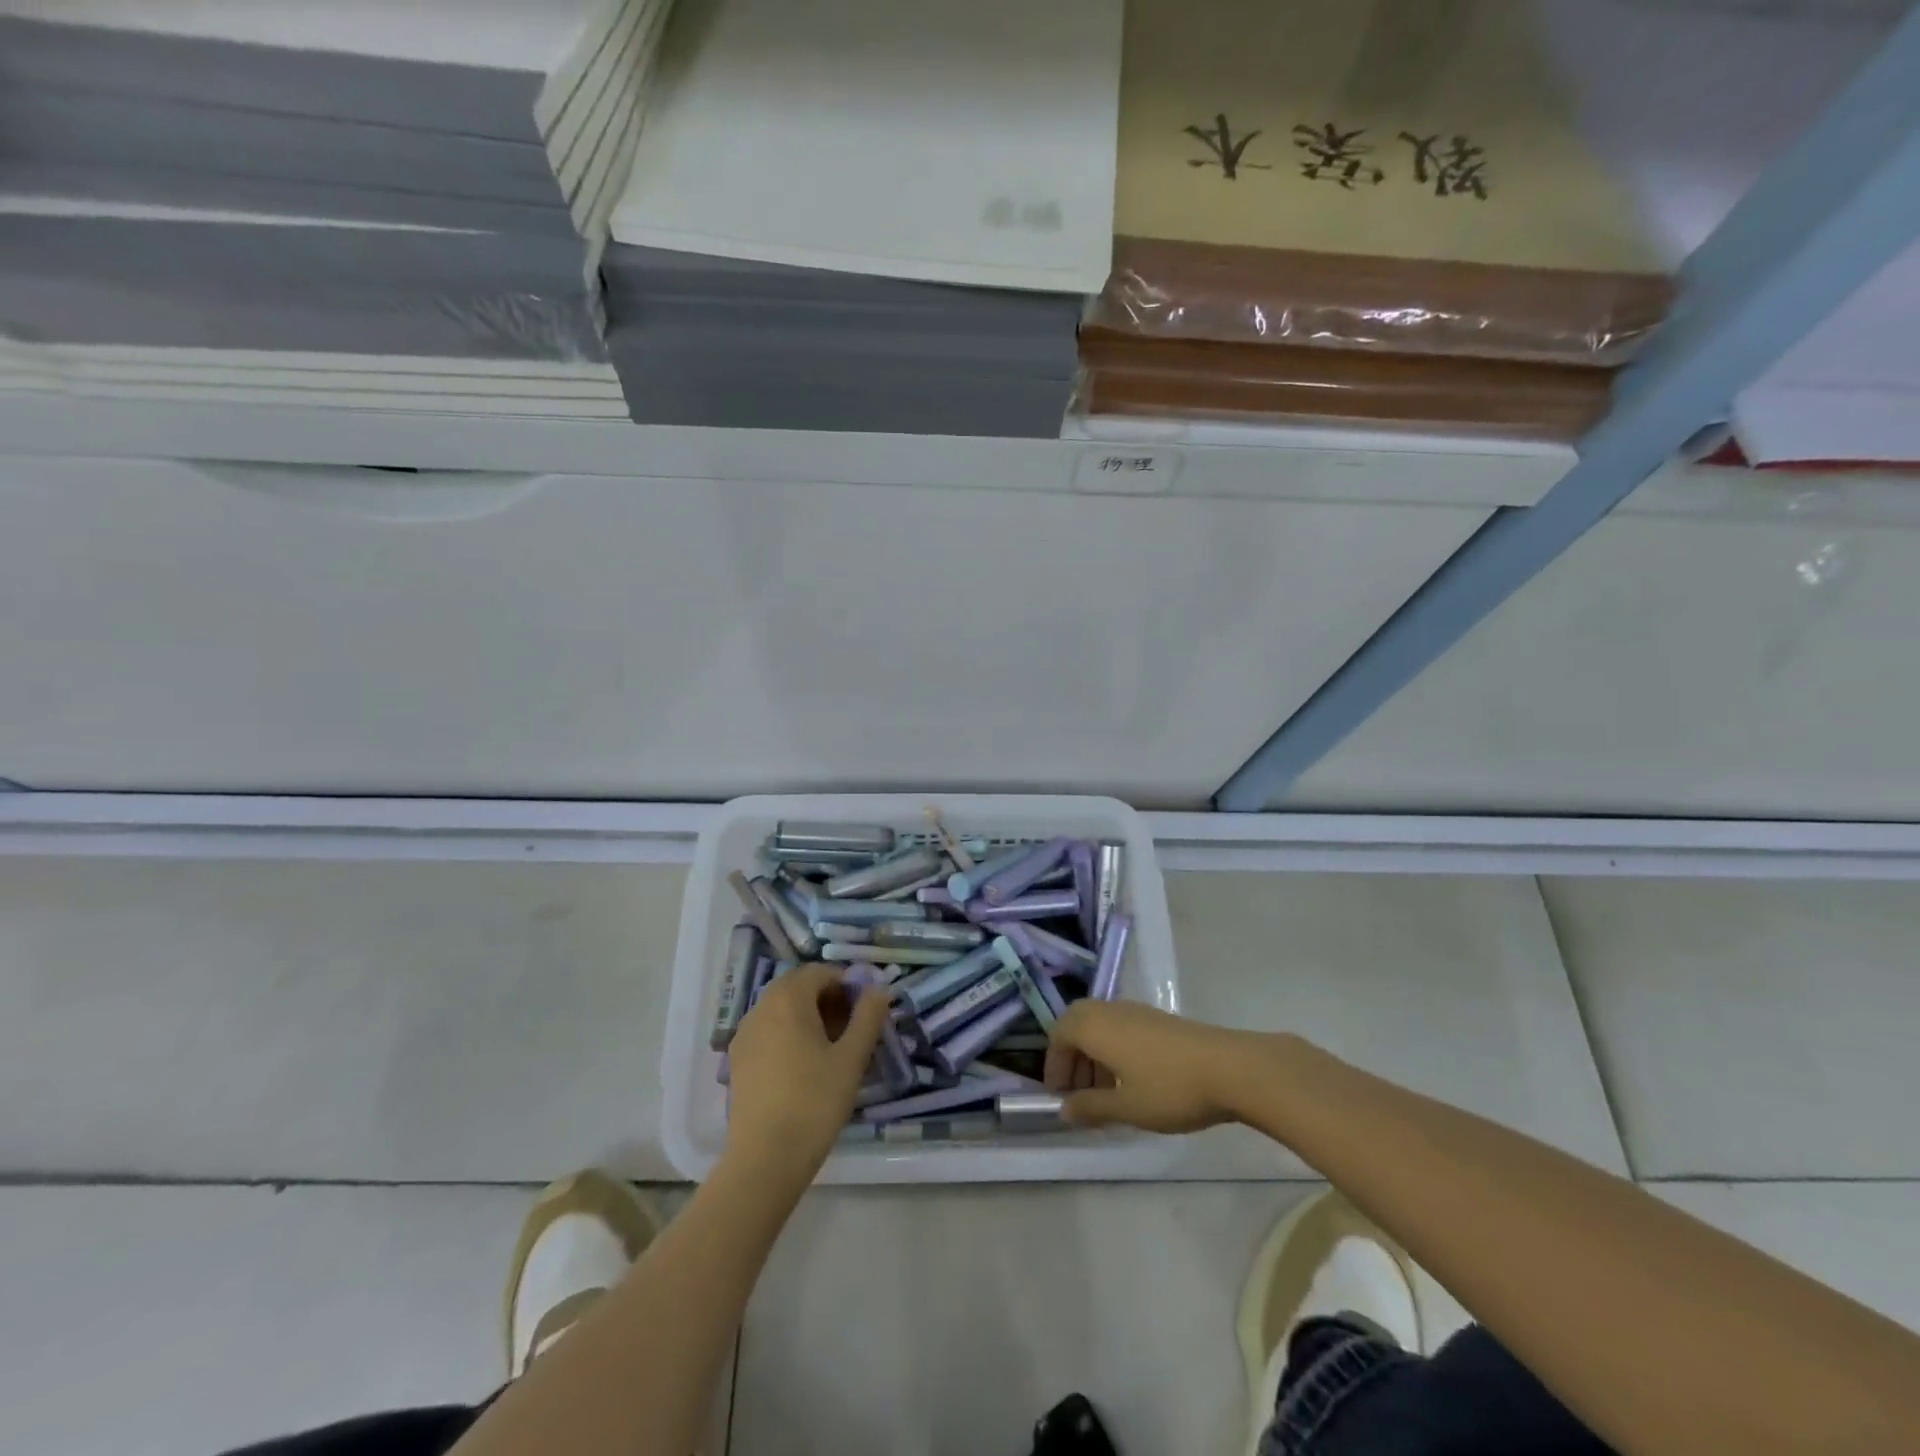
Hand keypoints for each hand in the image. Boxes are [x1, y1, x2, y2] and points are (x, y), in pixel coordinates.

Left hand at [724, 963, 889, 1178]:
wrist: (765, 1159)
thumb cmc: (815, 1101)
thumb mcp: (852, 1058)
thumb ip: (868, 1017)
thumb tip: (880, 988)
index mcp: (788, 998)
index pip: (820, 972)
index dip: (846, 983)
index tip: (864, 1009)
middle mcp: (761, 1007)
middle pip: (797, 987)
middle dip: (826, 998)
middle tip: (851, 1026)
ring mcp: (745, 1034)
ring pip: (781, 1008)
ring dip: (807, 1015)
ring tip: (831, 1047)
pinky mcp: (738, 1060)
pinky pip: (767, 1030)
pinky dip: (788, 1033)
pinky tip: (804, 1065)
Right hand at [1043, 1001, 1262, 1132]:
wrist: (1231, 1068)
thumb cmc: (1170, 1088)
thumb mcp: (1127, 1108)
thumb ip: (1091, 1107)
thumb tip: (1065, 1109)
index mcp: (1094, 1026)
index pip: (1058, 1035)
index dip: (1054, 1065)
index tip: (1060, 1096)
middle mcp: (1110, 1010)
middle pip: (1077, 1024)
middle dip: (1072, 1058)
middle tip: (1079, 1093)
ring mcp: (1136, 1011)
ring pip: (1100, 1026)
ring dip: (1094, 1055)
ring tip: (1107, 1094)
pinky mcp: (1158, 1019)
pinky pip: (1121, 1028)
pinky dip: (1114, 1050)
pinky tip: (1133, 1082)